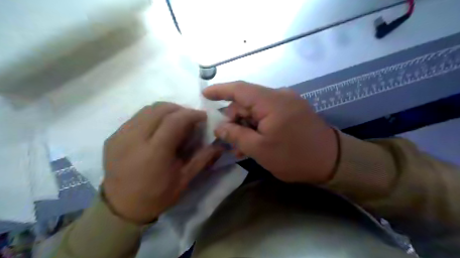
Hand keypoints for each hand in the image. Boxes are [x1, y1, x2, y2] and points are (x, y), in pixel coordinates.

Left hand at [102, 102, 220, 223]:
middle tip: (189, 119)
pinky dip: (152, 117)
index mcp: (154, 152)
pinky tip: (158, 129)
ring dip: (166, 111)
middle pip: (160, 109)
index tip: (203, 117)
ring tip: (175, 122)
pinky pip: (136, 118)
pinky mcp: (113, 137)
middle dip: (179, 109)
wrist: (121, 209)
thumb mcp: (184, 180)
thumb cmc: (157, 196)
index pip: (175, 120)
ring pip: (147, 109)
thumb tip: (219, 145)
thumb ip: (202, 158)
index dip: (191, 114)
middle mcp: (134, 139)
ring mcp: (120, 136)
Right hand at [203, 82, 338, 183]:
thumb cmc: (294, 157)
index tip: (205, 94)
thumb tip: (219, 126)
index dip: (220, 90)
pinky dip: (258, 125)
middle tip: (227, 139)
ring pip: (257, 109)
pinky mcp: (293, 111)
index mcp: (271, 101)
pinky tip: (253, 141)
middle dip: (234, 118)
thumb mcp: (260, 149)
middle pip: (247, 101)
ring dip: (246, 125)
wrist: (333, 161)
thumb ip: (236, 135)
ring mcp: (288, 102)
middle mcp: (280, 96)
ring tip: (239, 147)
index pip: (239, 89)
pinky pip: (268, 114)